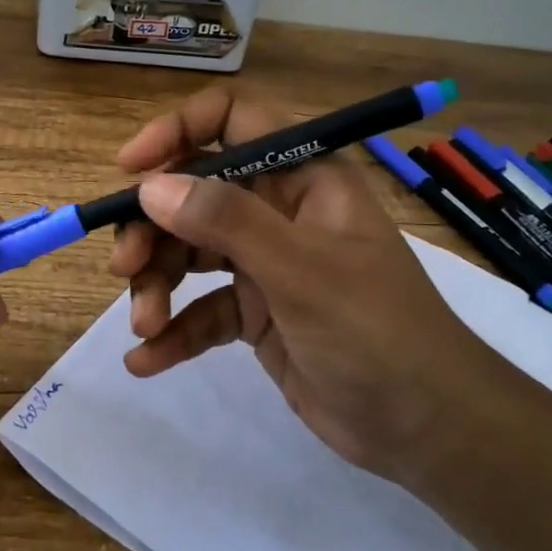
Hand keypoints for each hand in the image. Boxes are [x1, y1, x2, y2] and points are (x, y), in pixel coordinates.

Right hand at [109, 88, 501, 483]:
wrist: (425, 429)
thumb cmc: (377, 333)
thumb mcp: (303, 272)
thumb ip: (228, 223)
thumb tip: (151, 187)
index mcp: (302, 177)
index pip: (233, 121)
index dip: (177, 131)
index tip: (131, 169)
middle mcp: (279, 210)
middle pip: (195, 193)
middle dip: (154, 228)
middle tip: (125, 267)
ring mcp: (266, 263)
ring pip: (190, 252)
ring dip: (157, 284)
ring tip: (144, 325)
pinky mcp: (256, 313)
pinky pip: (202, 309)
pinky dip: (174, 331)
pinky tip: (146, 361)